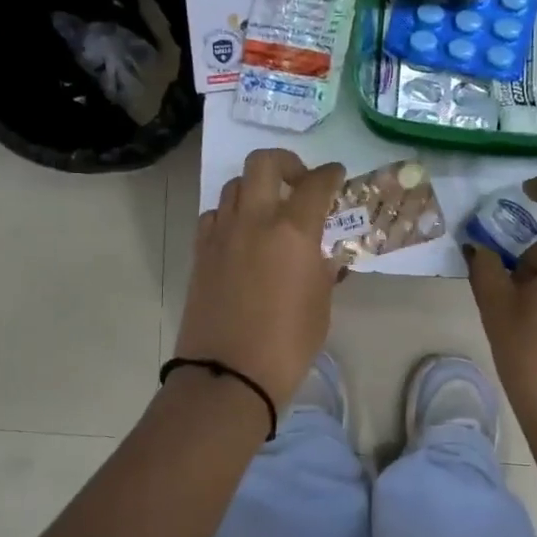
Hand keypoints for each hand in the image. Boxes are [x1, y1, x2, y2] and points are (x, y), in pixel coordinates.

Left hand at [175, 148, 345, 408]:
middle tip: (299, 181)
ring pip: (235, 186)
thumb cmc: (287, 344)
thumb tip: (322, 257)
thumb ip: (322, 271)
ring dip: (256, 188)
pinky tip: (242, 235)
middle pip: (263, 163)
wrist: (228, 374)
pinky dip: (231, 214)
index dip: (330, 174)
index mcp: (293, 231)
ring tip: (269, 209)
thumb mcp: (319, 306)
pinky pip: (215, 215)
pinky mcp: (201, 252)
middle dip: (286, 162)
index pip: (316, 184)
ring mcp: (222, 234)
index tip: (335, 174)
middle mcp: (255, 220)